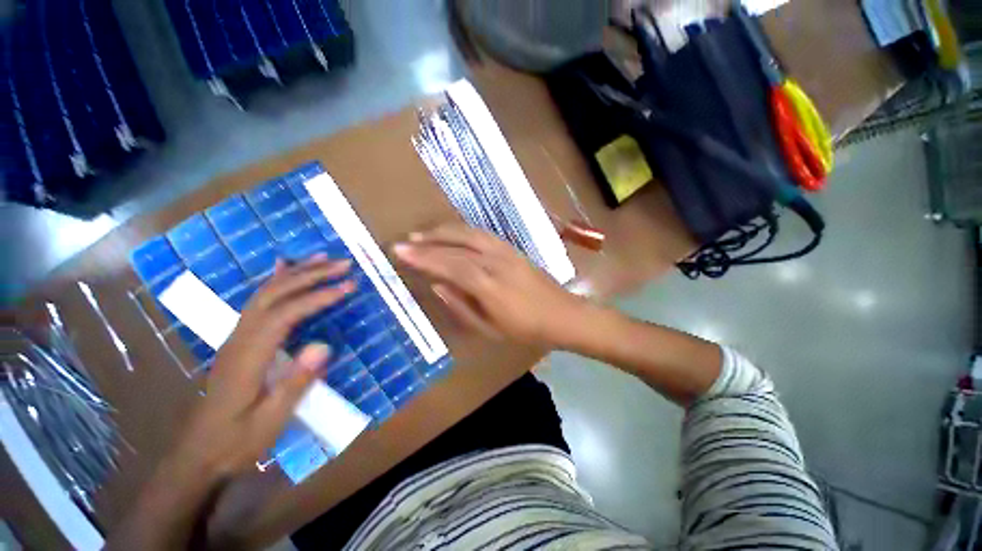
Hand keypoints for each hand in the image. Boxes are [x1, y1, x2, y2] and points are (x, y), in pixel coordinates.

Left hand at [108, 256, 355, 550]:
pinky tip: (281, 270)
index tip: (348, 286)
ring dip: (295, 272)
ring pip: (265, 294)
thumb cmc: (236, 441)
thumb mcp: (269, 421)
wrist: (197, 455)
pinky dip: (273, 282)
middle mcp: (240, 338)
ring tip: (322, 258)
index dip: (319, 296)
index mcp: (249, 355)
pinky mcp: (240, 341)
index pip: (286, 313)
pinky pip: (257, 303)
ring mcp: (237, 337)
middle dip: (310, 274)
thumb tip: (325, 346)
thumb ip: (295, 382)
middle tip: (343, 264)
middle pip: (275, 294)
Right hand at [393, 225, 585, 347]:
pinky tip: (452, 233)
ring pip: (470, 234)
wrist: (562, 315)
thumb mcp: (489, 329)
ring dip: (444, 231)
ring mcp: (506, 252)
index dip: (425, 258)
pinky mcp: (513, 249)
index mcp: (489, 286)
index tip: (401, 252)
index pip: (450, 265)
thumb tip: (437, 286)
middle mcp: (496, 262)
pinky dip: (463, 231)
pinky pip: (483, 234)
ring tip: (423, 234)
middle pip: (457, 246)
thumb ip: (460, 306)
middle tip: (406, 241)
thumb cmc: (525, 329)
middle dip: (429, 242)